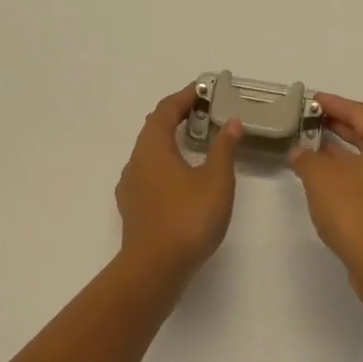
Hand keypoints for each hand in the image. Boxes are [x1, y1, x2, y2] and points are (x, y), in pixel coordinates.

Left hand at [115, 85, 244, 282]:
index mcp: (153, 147)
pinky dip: (167, 164)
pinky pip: (150, 173)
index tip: (204, 91)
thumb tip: (231, 123)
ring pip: (150, 152)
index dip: (184, 97)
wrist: (155, 270)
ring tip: (197, 143)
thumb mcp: (216, 180)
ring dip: (172, 142)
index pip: (165, 110)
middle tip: (204, 113)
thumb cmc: (188, 218)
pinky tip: (183, 178)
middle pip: (154, 128)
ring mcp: (131, 186)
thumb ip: (224, 148)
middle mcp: (136, 161)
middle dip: (178, 116)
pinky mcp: (133, 208)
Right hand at [289, 94, 362, 292]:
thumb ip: (307, 158)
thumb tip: (300, 151)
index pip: (359, 112)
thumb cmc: (354, 211)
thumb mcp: (320, 178)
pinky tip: (327, 177)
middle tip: (311, 120)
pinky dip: (351, 172)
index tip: (312, 99)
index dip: (333, 104)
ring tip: (313, 146)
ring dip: (342, 152)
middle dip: (338, 126)